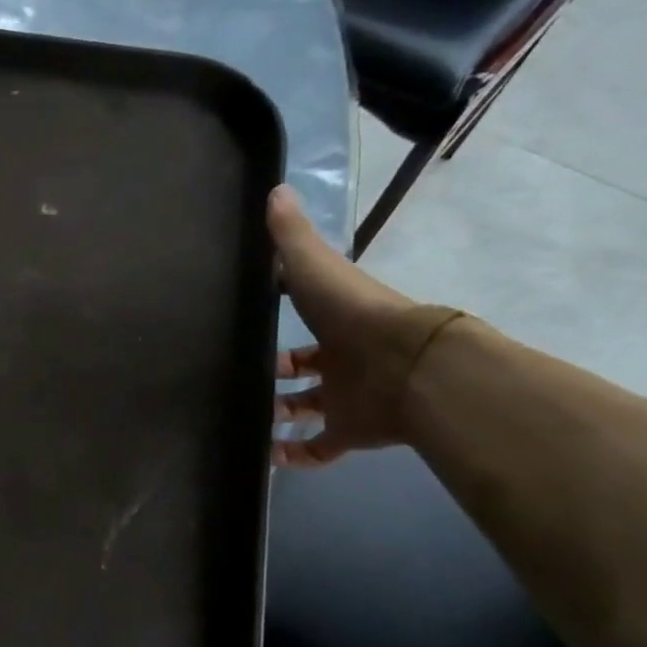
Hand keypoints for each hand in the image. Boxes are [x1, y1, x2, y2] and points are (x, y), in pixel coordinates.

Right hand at [270, 186, 460, 466]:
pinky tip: (265, 457)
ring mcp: (347, 398)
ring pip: (309, 408)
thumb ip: (292, 236)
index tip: (251, 322)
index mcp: (336, 322)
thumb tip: (274, 189)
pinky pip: (319, 448)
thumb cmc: (354, 314)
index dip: (280, 318)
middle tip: (240, 377)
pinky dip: (294, 455)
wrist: (406, 366)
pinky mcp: (350, 432)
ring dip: (280, 413)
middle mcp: (342, 360)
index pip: (305, 319)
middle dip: (278, 373)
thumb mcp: (314, 267)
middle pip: (306, 369)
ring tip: (243, 416)